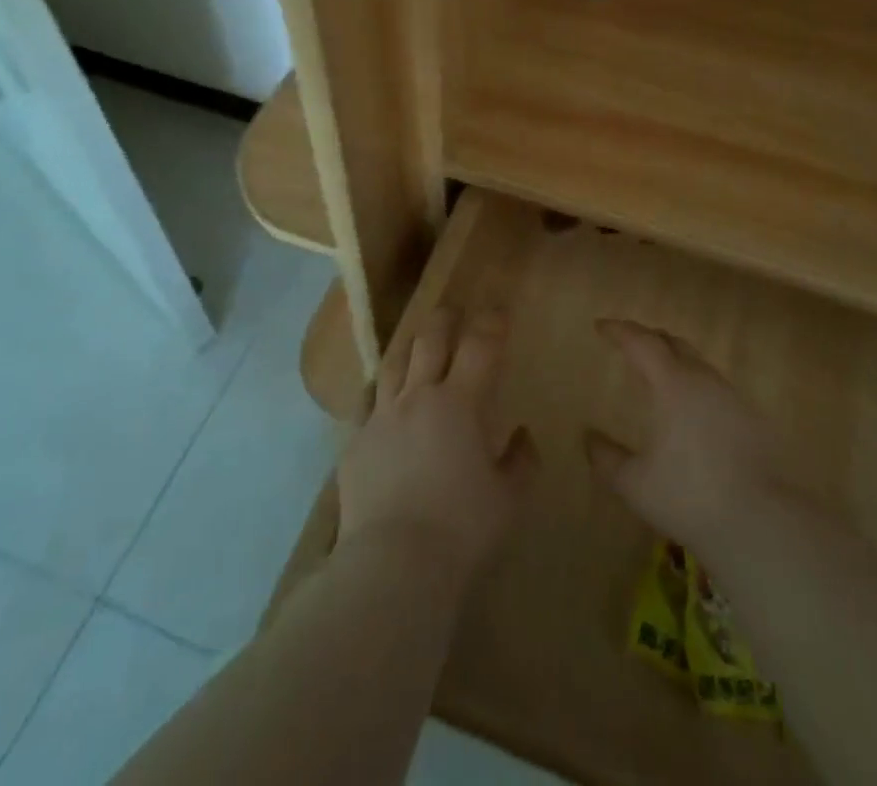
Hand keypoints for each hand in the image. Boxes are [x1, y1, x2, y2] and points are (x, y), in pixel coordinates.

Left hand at [337, 305, 538, 582]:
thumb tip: (522, 435)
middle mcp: (418, 397)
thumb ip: (520, 461)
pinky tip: (380, 397)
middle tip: (453, 312)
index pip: (480, 346)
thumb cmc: (462, 529)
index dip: (491, 323)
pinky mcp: (354, 443)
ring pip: (393, 364)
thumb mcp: (509, 499)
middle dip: (444, 320)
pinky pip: (365, 403)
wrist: (394, 564)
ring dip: (408, 347)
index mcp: (460, 403)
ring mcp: (381, 417)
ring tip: (416, 343)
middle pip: (429, 341)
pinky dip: (378, 392)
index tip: (498, 311)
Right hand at [584, 319, 786, 555]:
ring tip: (659, 374)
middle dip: (648, 338)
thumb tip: (589, 437)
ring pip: (698, 363)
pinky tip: (693, 410)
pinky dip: (696, 385)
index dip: (619, 331)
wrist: (761, 523)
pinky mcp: (753, 419)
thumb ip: (607, 458)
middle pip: (673, 343)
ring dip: (675, 360)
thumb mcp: (634, 484)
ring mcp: (732, 397)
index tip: (601, 326)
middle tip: (629, 343)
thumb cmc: (689, 497)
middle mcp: (704, 380)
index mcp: (673, 384)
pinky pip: (716, 388)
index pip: (642, 342)